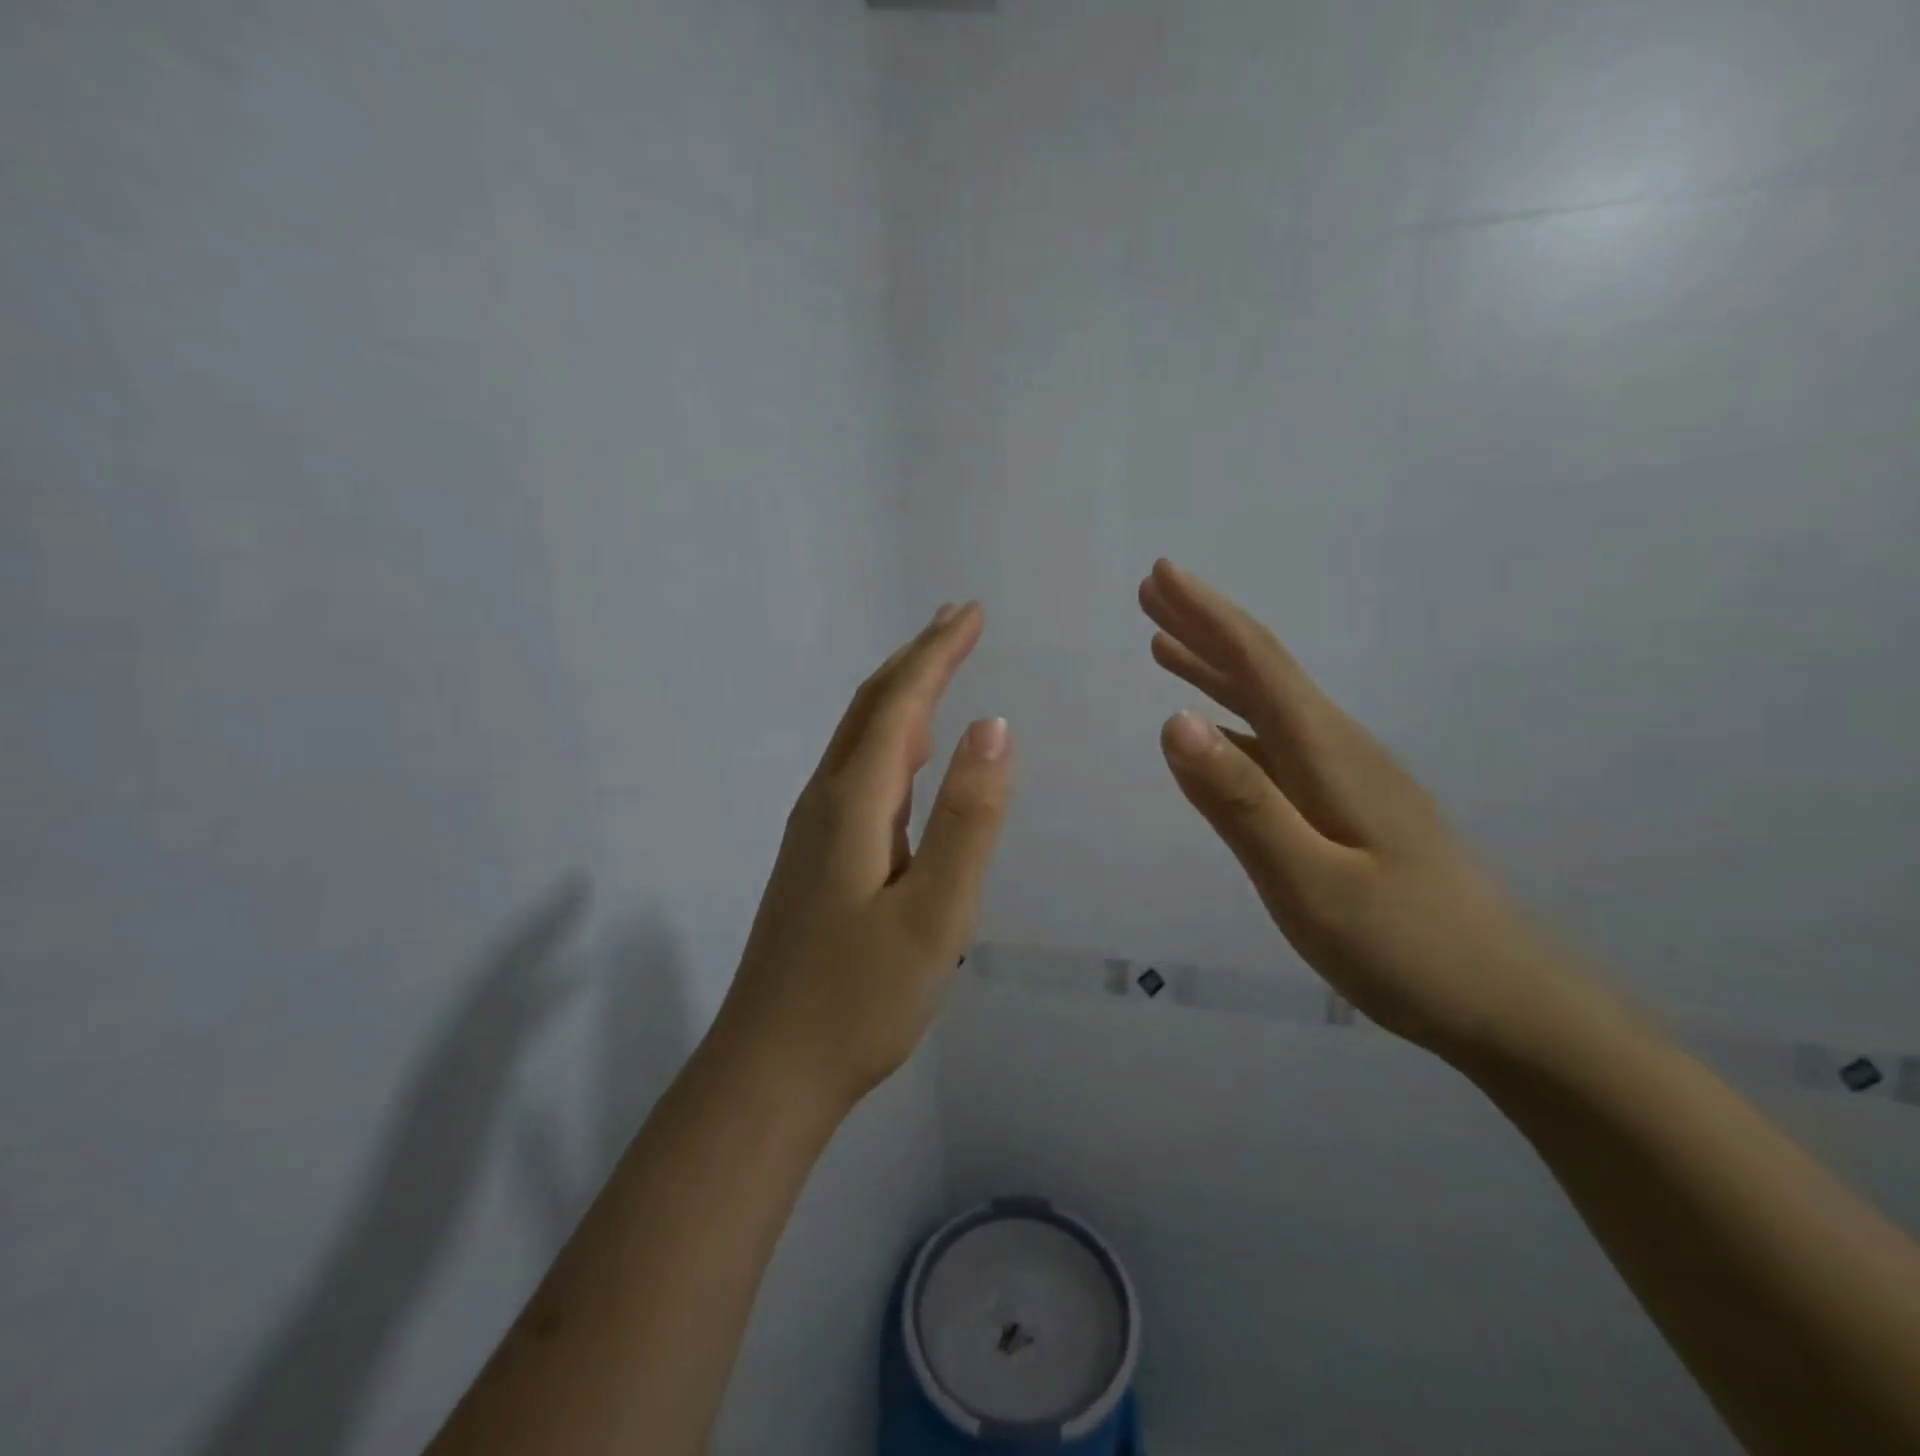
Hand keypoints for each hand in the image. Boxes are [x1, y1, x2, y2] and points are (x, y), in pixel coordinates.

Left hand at [714, 603, 1011, 1109]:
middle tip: (959, 620)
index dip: (938, 653)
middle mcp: (826, 801)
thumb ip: (966, 818)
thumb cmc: (860, 998)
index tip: (972, 612)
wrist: (770, 1068)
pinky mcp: (816, 857)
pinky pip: (858, 772)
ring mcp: (814, 830)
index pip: (901, 703)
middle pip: (872, 708)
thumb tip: (995, 727)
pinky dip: (890, 738)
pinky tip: (907, 752)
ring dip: (901, 693)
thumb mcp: (935, 914)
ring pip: (860, 739)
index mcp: (853, 802)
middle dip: (917, 657)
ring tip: (938, 666)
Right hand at [1141, 559, 1595, 1065]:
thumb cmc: (1407, 947)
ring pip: (1269, 706)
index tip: (1161, 574)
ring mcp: (1348, 779)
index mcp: (1329, 754)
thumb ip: (1241, 802)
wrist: (1511, 1005)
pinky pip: (1277, 744)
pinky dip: (1236, 720)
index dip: (1207, 616)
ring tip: (1167, 646)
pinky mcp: (1350, 808)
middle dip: (1205, 627)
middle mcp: (1339, 750)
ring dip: (1217, 669)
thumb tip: (1173, 721)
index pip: (1258, 664)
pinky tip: (1217, 731)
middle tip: (1154, 592)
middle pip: (1264, 671)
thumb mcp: (1309, 883)